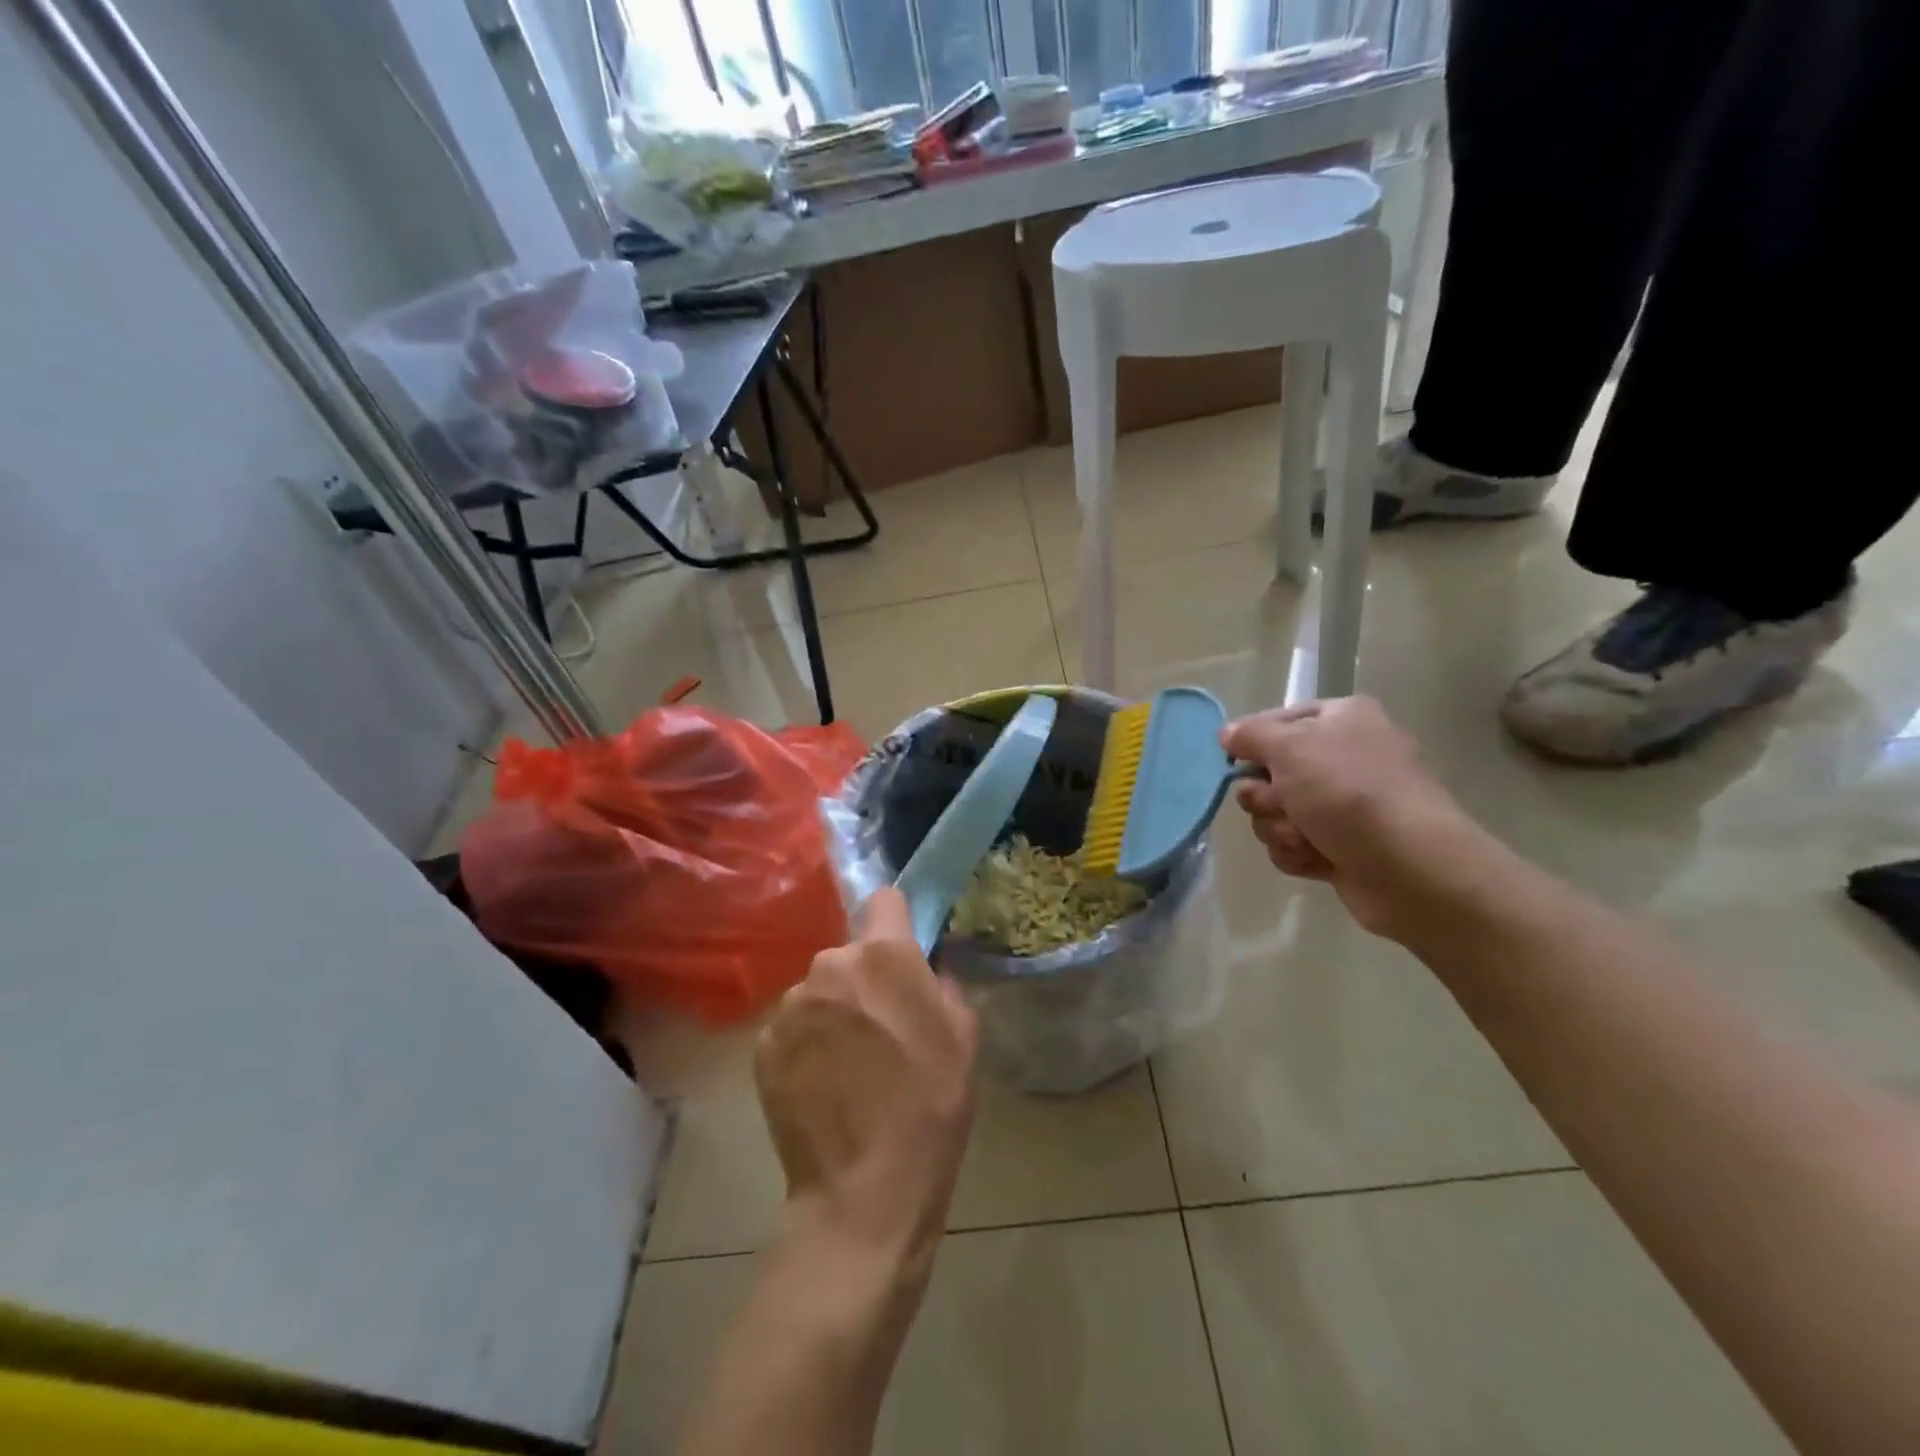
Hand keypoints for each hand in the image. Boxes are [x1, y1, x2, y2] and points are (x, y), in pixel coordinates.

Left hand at [754, 887, 979, 1280]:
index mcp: (883, 956)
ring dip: (832, 1010)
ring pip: (817, 990)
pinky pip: (791, 1027)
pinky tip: (822, 1084)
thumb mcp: (963, 1038)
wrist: (864, 1191)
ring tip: (849, 1063)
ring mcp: (790, 1007)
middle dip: (864, 977)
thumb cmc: (929, 1106)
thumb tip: (926, 969)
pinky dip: (806, 1043)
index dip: (896, 920)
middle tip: (881, 1025)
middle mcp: (829, 966)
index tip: (903, 951)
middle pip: (848, 953)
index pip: (883, 899)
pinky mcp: (763, 1046)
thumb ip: (944, 984)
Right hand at [1222, 696, 1475, 936]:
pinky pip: (1292, 844)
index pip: (1275, 721)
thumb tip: (1227, 734)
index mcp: (1341, 720)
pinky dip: (1297, 853)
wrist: (1410, 868)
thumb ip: (1251, 735)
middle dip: (1265, 796)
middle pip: (1269, 772)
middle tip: (1283, 804)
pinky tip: (1318, 859)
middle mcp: (1343, 757)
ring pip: (1275, 812)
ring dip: (1279, 828)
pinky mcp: (1340, 846)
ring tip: (1307, 838)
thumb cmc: (1349, 792)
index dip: (1252, 743)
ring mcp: (1343, 805)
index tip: (1236, 760)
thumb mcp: (1291, 747)